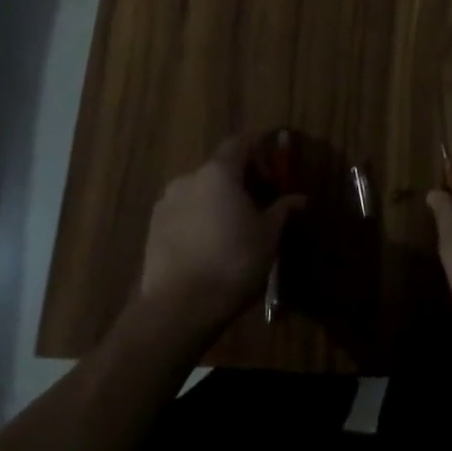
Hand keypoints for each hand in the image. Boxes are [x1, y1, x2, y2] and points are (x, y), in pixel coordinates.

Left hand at [138, 136, 303, 341]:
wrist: (178, 308)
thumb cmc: (233, 262)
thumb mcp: (268, 236)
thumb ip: (281, 210)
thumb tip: (299, 199)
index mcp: (219, 172)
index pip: (240, 142)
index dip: (258, 153)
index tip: (272, 176)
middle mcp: (189, 178)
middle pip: (218, 168)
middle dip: (238, 182)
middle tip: (256, 206)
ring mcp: (166, 203)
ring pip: (199, 191)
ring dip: (216, 202)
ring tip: (230, 230)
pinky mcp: (152, 228)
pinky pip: (182, 213)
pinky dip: (197, 220)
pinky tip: (207, 247)